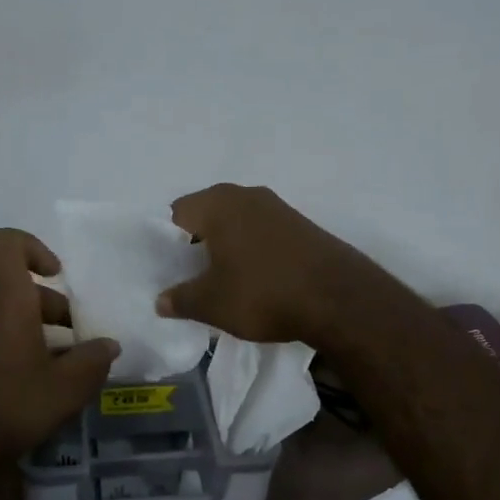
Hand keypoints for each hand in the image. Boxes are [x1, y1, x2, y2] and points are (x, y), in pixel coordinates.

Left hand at [0, 228, 120, 470]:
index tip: (56, 276)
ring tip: (51, 367)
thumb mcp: (66, 390)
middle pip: (7, 286)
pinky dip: (1, 350)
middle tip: (71, 339)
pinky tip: (18, 388)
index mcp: (2, 299)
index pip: (2, 242)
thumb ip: (92, 362)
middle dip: (44, 305)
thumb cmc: (7, 409)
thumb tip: (108, 345)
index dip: (31, 247)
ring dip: (24, 329)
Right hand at [155, 184, 374, 345]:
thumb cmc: (263, 293)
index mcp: (218, 204)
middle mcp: (246, 195)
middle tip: (192, 276)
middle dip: (197, 243)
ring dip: (226, 246)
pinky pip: (262, 231)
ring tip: (224, 280)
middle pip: (207, 214)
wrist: (339, 299)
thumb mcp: (212, 304)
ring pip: (237, 222)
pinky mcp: (302, 224)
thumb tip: (160, 300)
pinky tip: (257, 278)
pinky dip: (253, 249)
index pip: (176, 212)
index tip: (171, 270)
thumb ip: (180, 299)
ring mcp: (278, 207)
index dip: (168, 242)